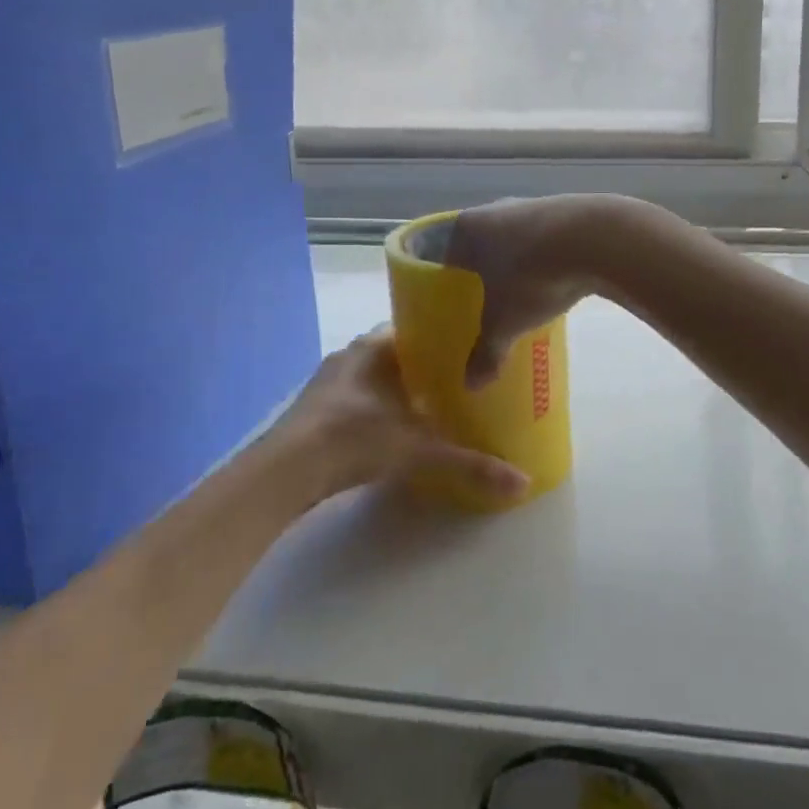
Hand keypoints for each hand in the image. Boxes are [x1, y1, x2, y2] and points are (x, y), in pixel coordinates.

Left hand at [267, 328, 529, 503]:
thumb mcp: (419, 451)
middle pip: (396, 353)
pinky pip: (355, 398)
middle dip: (424, 367)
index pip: (415, 327)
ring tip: (431, 407)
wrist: (284, 472)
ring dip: (397, 389)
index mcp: (375, 347)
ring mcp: (328, 383)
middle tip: (458, 382)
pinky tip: (391, 430)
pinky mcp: (314, 410)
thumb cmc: (354, 439)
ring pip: (373, 377)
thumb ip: (470, 464)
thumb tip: (523, 481)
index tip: (468, 350)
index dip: (441, 337)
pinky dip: (375, 408)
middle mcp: (351, 355)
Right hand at [443, 194, 636, 387]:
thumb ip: (486, 352)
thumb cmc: (532, 276)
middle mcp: (495, 209)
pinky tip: (554, 281)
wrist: (596, 238)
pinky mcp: (566, 210)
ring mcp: (532, 206)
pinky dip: (545, 258)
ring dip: (516, 264)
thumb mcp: (505, 322)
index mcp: (466, 228)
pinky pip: (545, 239)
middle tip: (484, 304)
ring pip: (514, 240)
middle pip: (480, 246)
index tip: (449, 303)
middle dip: (482, 273)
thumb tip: (471, 385)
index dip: (444, 281)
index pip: (444, 255)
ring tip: (520, 296)